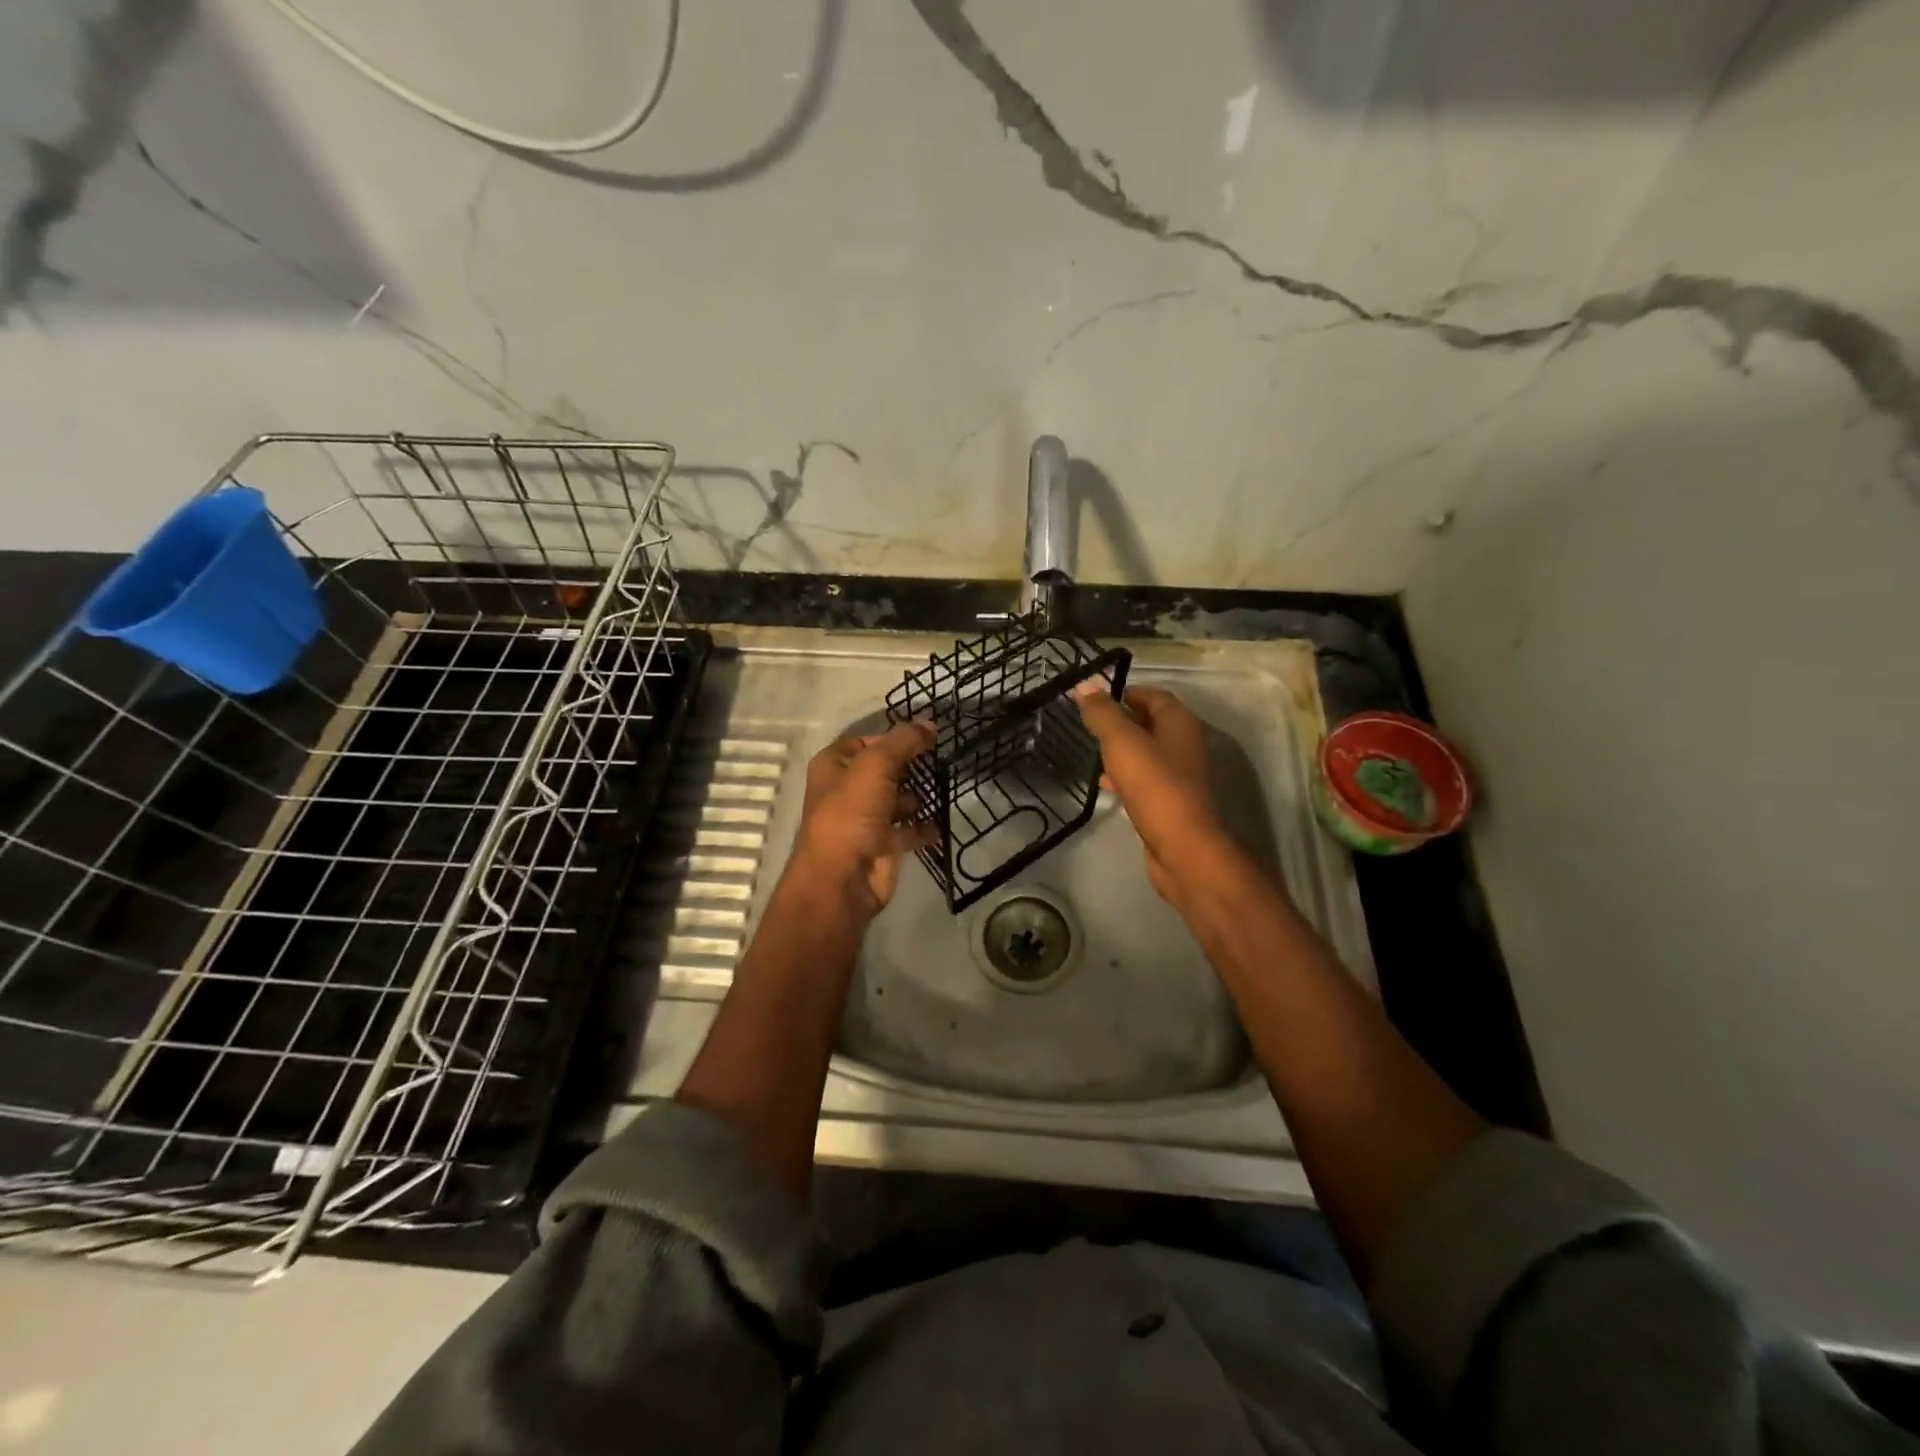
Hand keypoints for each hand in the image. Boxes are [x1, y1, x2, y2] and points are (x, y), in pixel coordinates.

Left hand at [791, 721, 935, 915]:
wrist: (844, 877)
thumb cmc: (852, 812)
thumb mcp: (877, 765)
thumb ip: (904, 741)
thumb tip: (930, 724)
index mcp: (833, 766)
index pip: (863, 741)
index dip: (890, 737)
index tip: (924, 736)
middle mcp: (846, 790)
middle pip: (882, 769)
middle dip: (909, 765)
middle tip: (940, 758)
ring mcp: (865, 819)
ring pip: (897, 799)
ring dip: (918, 796)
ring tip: (944, 786)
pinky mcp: (883, 844)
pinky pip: (909, 830)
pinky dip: (925, 827)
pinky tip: (942, 821)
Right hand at [1074, 682, 1230, 904]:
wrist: (1183, 848)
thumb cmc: (1155, 786)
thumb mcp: (1122, 743)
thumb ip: (1103, 714)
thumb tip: (1086, 684)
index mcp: (1180, 723)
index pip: (1153, 696)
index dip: (1126, 693)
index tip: (1096, 699)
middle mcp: (1185, 745)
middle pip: (1150, 724)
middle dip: (1121, 723)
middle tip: (1091, 727)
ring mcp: (1181, 776)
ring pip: (1147, 754)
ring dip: (1122, 752)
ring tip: (1094, 756)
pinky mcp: (1172, 802)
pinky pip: (1146, 781)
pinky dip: (1126, 778)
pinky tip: (1107, 786)